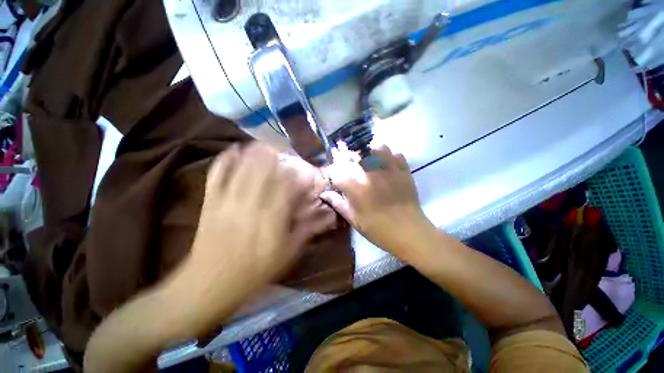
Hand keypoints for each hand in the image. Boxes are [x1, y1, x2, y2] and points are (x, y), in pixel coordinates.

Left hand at [173, 143, 336, 324]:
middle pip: (265, 171)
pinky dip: (224, 160)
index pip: (289, 188)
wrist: (209, 284)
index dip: (300, 177)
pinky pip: (216, 175)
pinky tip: (233, 150)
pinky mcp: (210, 202)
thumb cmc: (254, 271)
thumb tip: (327, 215)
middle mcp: (251, 205)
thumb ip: (307, 230)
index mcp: (272, 219)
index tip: (307, 173)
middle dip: (276, 157)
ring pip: (242, 168)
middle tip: (285, 148)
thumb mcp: (288, 254)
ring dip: (254, 152)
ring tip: (264, 144)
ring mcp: (227, 200)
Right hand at [321, 145, 433, 257]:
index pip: (337, 170)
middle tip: (349, 165)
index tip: (335, 176)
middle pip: (354, 154)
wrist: (409, 232)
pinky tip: (387, 163)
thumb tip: (325, 193)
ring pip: (376, 147)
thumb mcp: (355, 220)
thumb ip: (339, 204)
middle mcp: (370, 173)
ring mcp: (389, 169)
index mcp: (356, 187)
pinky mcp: (404, 170)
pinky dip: (389, 155)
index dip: (333, 171)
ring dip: (369, 151)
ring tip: (368, 159)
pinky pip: (396, 154)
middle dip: (347, 157)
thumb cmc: (378, 229)